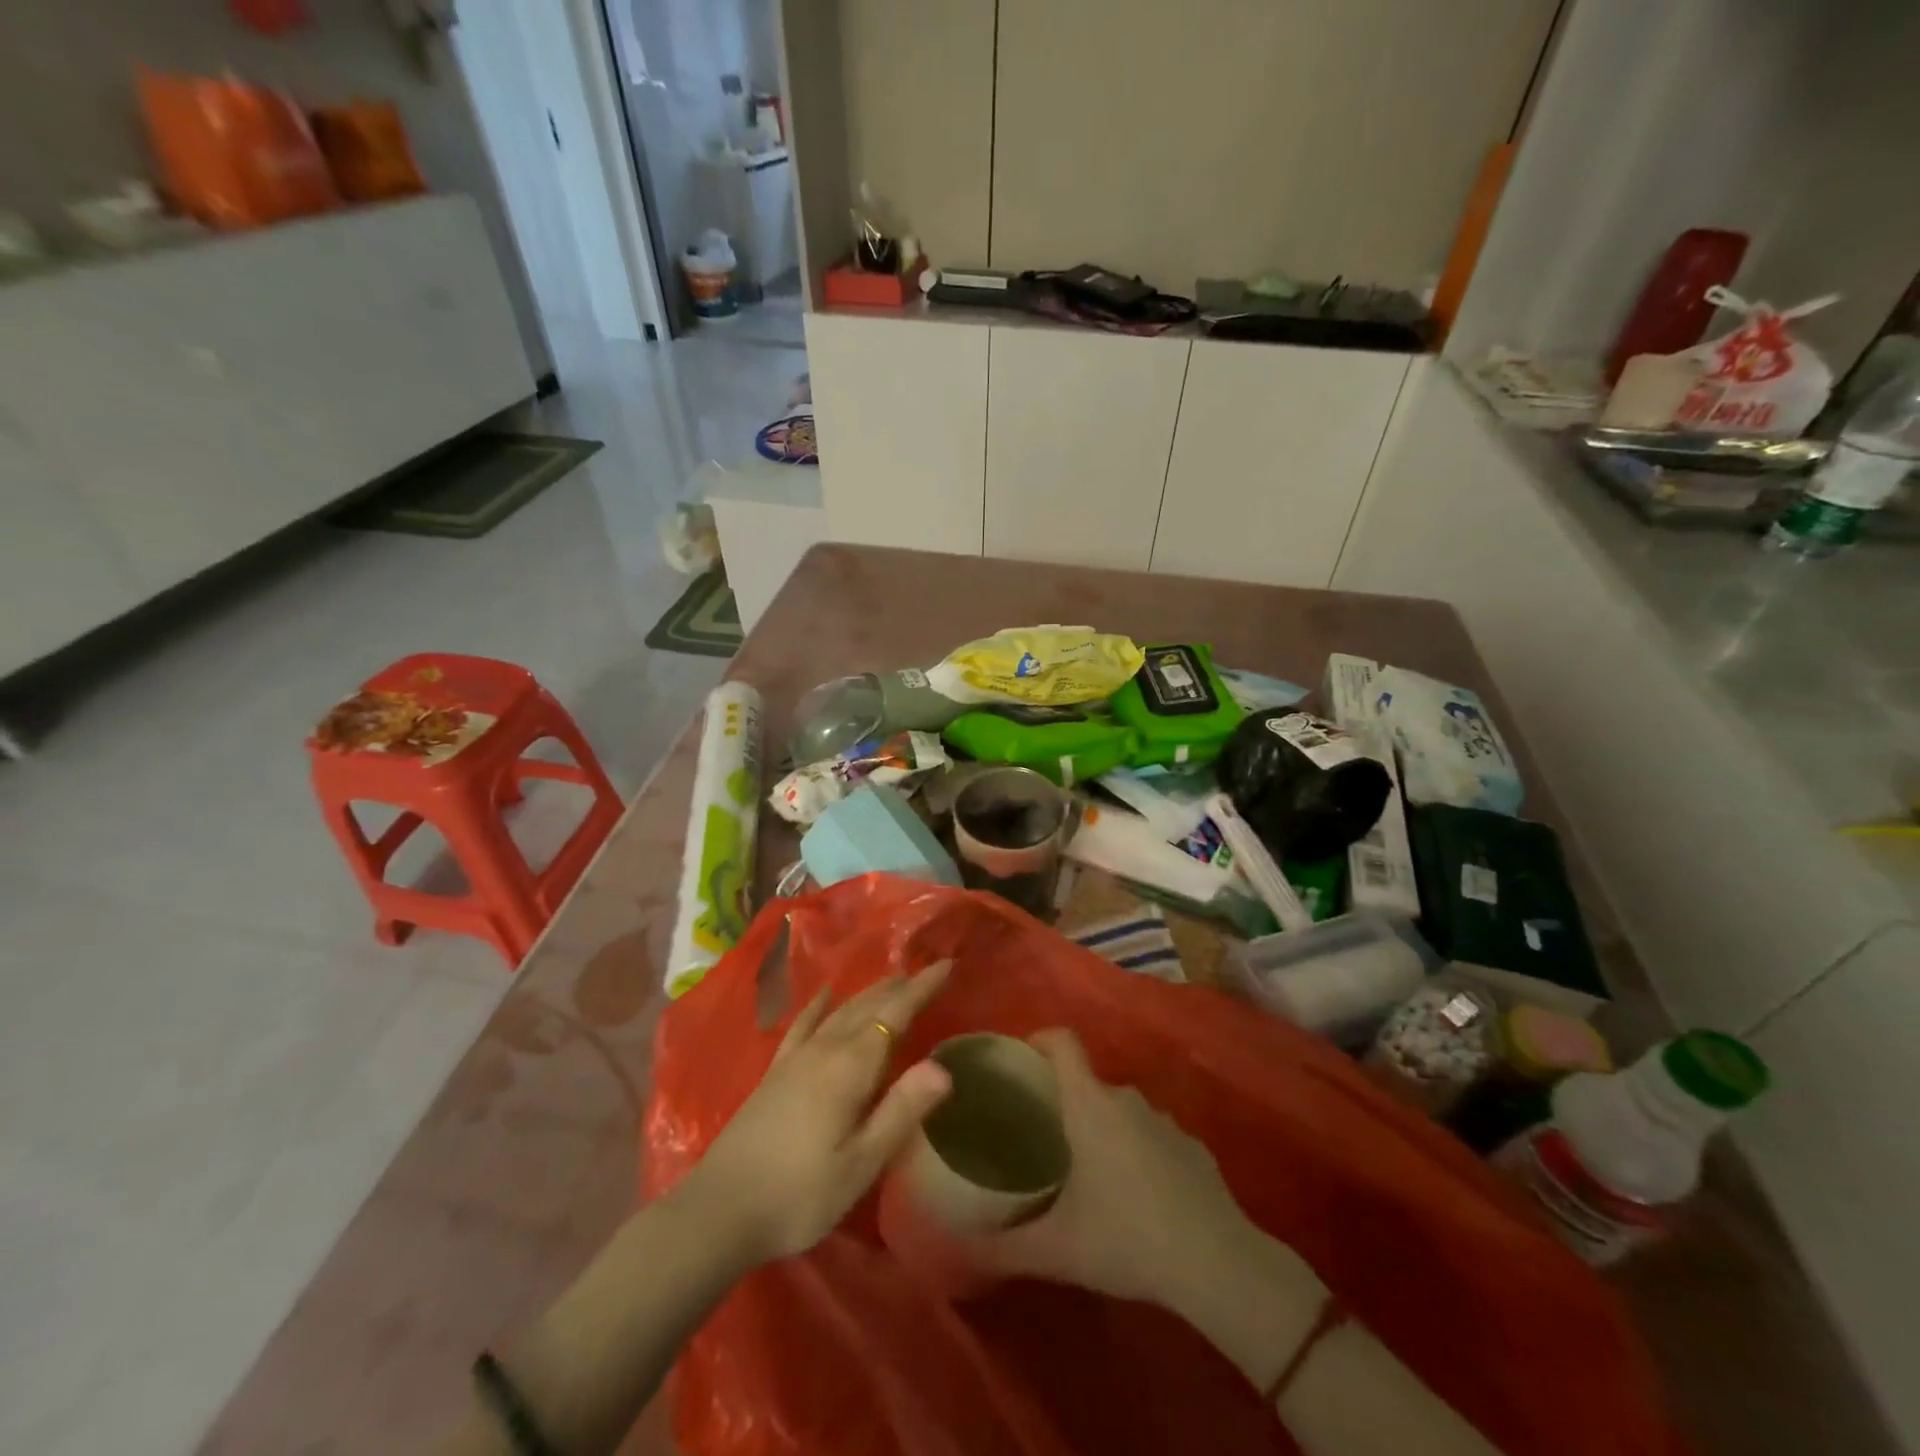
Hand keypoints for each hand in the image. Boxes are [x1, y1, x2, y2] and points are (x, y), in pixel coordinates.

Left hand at [681, 961, 953, 1268]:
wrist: (720, 1211)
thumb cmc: (800, 1195)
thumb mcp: (860, 1163)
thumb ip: (901, 1111)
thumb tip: (944, 1066)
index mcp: (850, 1067)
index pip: (894, 1014)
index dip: (922, 987)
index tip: (947, 964)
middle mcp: (824, 1049)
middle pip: (868, 1006)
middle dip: (900, 986)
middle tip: (927, 971)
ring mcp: (795, 1058)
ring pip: (840, 1011)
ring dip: (869, 992)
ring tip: (892, 979)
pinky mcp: (775, 1072)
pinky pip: (803, 1025)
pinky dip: (818, 1006)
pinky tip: (824, 995)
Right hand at [978, 1030, 1258, 1310]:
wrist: (1219, 1265)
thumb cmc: (1128, 1239)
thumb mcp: (1056, 1249)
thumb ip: (1003, 1245)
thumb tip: (962, 1243)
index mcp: (1090, 1103)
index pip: (1062, 1041)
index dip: (1038, 1040)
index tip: (1019, 1062)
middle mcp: (1127, 1099)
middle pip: (1087, 1081)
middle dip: (1063, 1100)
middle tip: (1042, 1137)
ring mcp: (1165, 1120)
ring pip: (1120, 1110)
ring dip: (1101, 1128)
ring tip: (1086, 1170)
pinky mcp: (1193, 1146)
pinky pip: (1152, 1135)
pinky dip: (1137, 1151)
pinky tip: (1135, 1196)